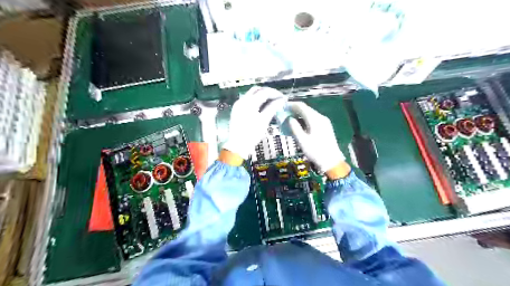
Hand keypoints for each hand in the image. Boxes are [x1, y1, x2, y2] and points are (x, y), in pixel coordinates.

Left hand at [223, 86, 285, 159]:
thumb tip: (281, 100)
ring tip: (272, 101)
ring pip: (251, 94)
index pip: (264, 92)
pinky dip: (256, 100)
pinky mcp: (237, 109)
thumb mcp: (264, 121)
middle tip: (278, 98)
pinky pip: (248, 100)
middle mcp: (242, 100)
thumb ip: (272, 108)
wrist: (237, 146)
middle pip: (257, 90)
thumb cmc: (252, 134)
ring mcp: (238, 104)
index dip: (275, 94)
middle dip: (268, 92)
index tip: (283, 98)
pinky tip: (263, 106)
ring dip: (262, 95)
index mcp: (248, 103)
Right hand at [286, 102, 346, 174]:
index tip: (282, 106)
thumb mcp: (302, 141)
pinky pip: (313, 119)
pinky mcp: (325, 127)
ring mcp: (324, 122)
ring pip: (309, 114)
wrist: (332, 161)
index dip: (291, 105)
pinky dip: (304, 120)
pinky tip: (300, 125)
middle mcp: (320, 117)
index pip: (301, 106)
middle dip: (294, 110)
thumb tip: (289, 119)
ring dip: (299, 115)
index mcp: (315, 119)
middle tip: (284, 113)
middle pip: (306, 109)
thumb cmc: (316, 151)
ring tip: (290, 120)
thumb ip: (295, 128)